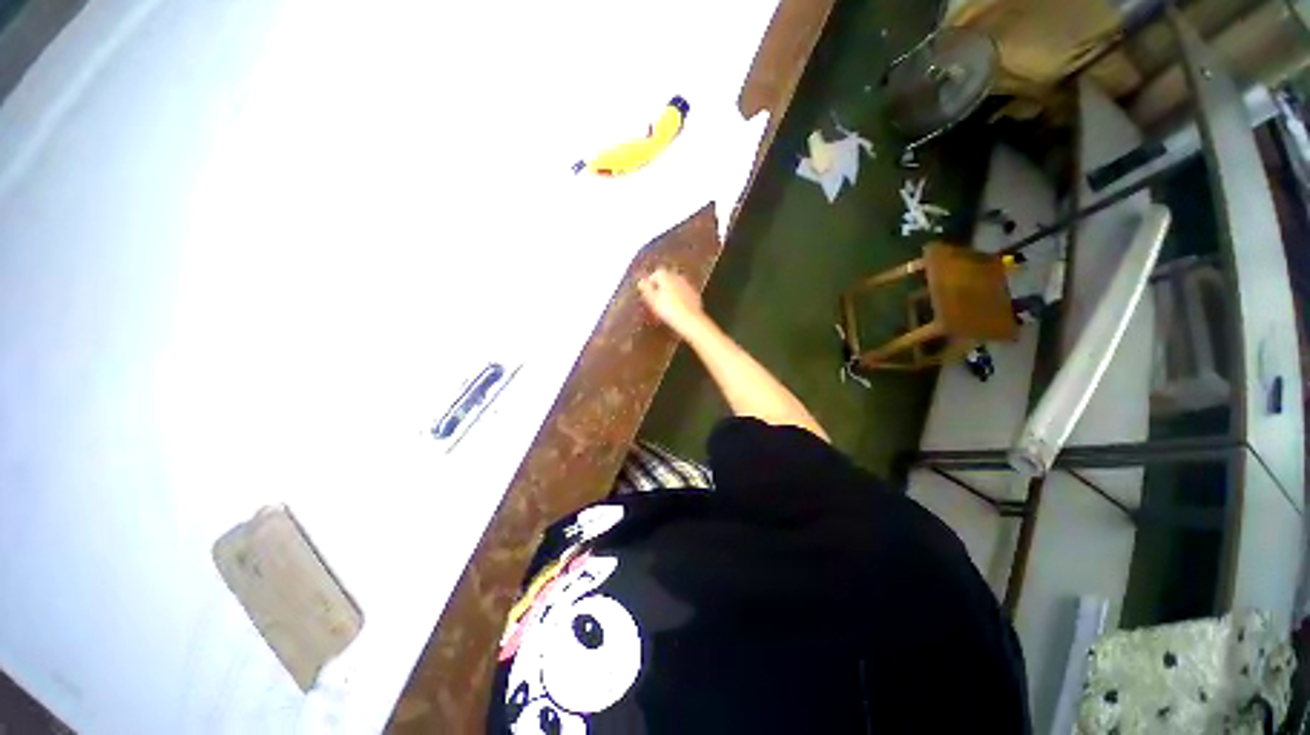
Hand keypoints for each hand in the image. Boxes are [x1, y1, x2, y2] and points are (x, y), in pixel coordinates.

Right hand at [638, 268, 708, 337]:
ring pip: (675, 286)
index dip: (650, 284)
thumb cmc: (668, 309)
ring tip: (665, 305)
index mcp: (666, 275)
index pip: (655, 274)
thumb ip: (645, 288)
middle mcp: (677, 276)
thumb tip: (641, 281)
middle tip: (656, 300)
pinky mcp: (694, 294)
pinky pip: (683, 293)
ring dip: (670, 292)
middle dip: (660, 287)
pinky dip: (679, 298)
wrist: (690, 320)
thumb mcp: (652, 300)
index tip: (647, 294)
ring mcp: (687, 284)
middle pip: (666, 279)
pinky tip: (676, 308)